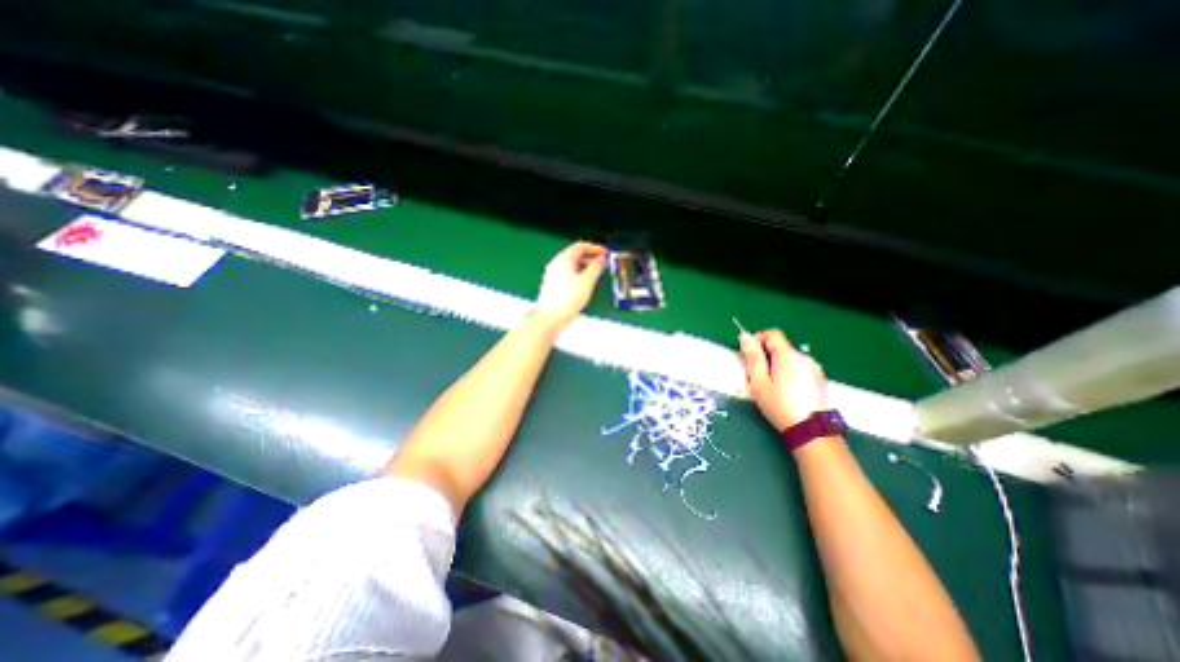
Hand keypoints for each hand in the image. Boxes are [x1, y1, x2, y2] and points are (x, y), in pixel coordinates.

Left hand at [536, 239, 607, 328]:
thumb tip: (601, 259)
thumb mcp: (587, 281)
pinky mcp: (553, 285)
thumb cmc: (568, 298)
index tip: (605, 253)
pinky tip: (585, 283)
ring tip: (597, 273)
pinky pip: (568, 274)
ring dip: (585, 266)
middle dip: (591, 257)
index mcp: (564, 259)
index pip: (580, 246)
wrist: (551, 317)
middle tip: (603, 263)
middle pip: (575, 255)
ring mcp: (553, 274)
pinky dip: (578, 274)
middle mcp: (556, 264)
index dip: (595, 248)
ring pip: (572, 265)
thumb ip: (596, 267)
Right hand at [736, 330, 827, 432]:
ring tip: (771, 384)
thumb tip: (745, 336)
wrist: (810, 430)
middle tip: (757, 374)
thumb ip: (752, 357)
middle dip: (767, 355)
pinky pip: (800, 368)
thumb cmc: (779, 405)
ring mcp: (815, 368)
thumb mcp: (758, 381)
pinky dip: (790, 372)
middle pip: (782, 346)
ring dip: (778, 364)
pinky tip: (786, 390)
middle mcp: (804, 357)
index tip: (749, 353)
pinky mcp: (820, 379)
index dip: (758, 338)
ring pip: (791, 358)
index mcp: (788, 355)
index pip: (773, 334)